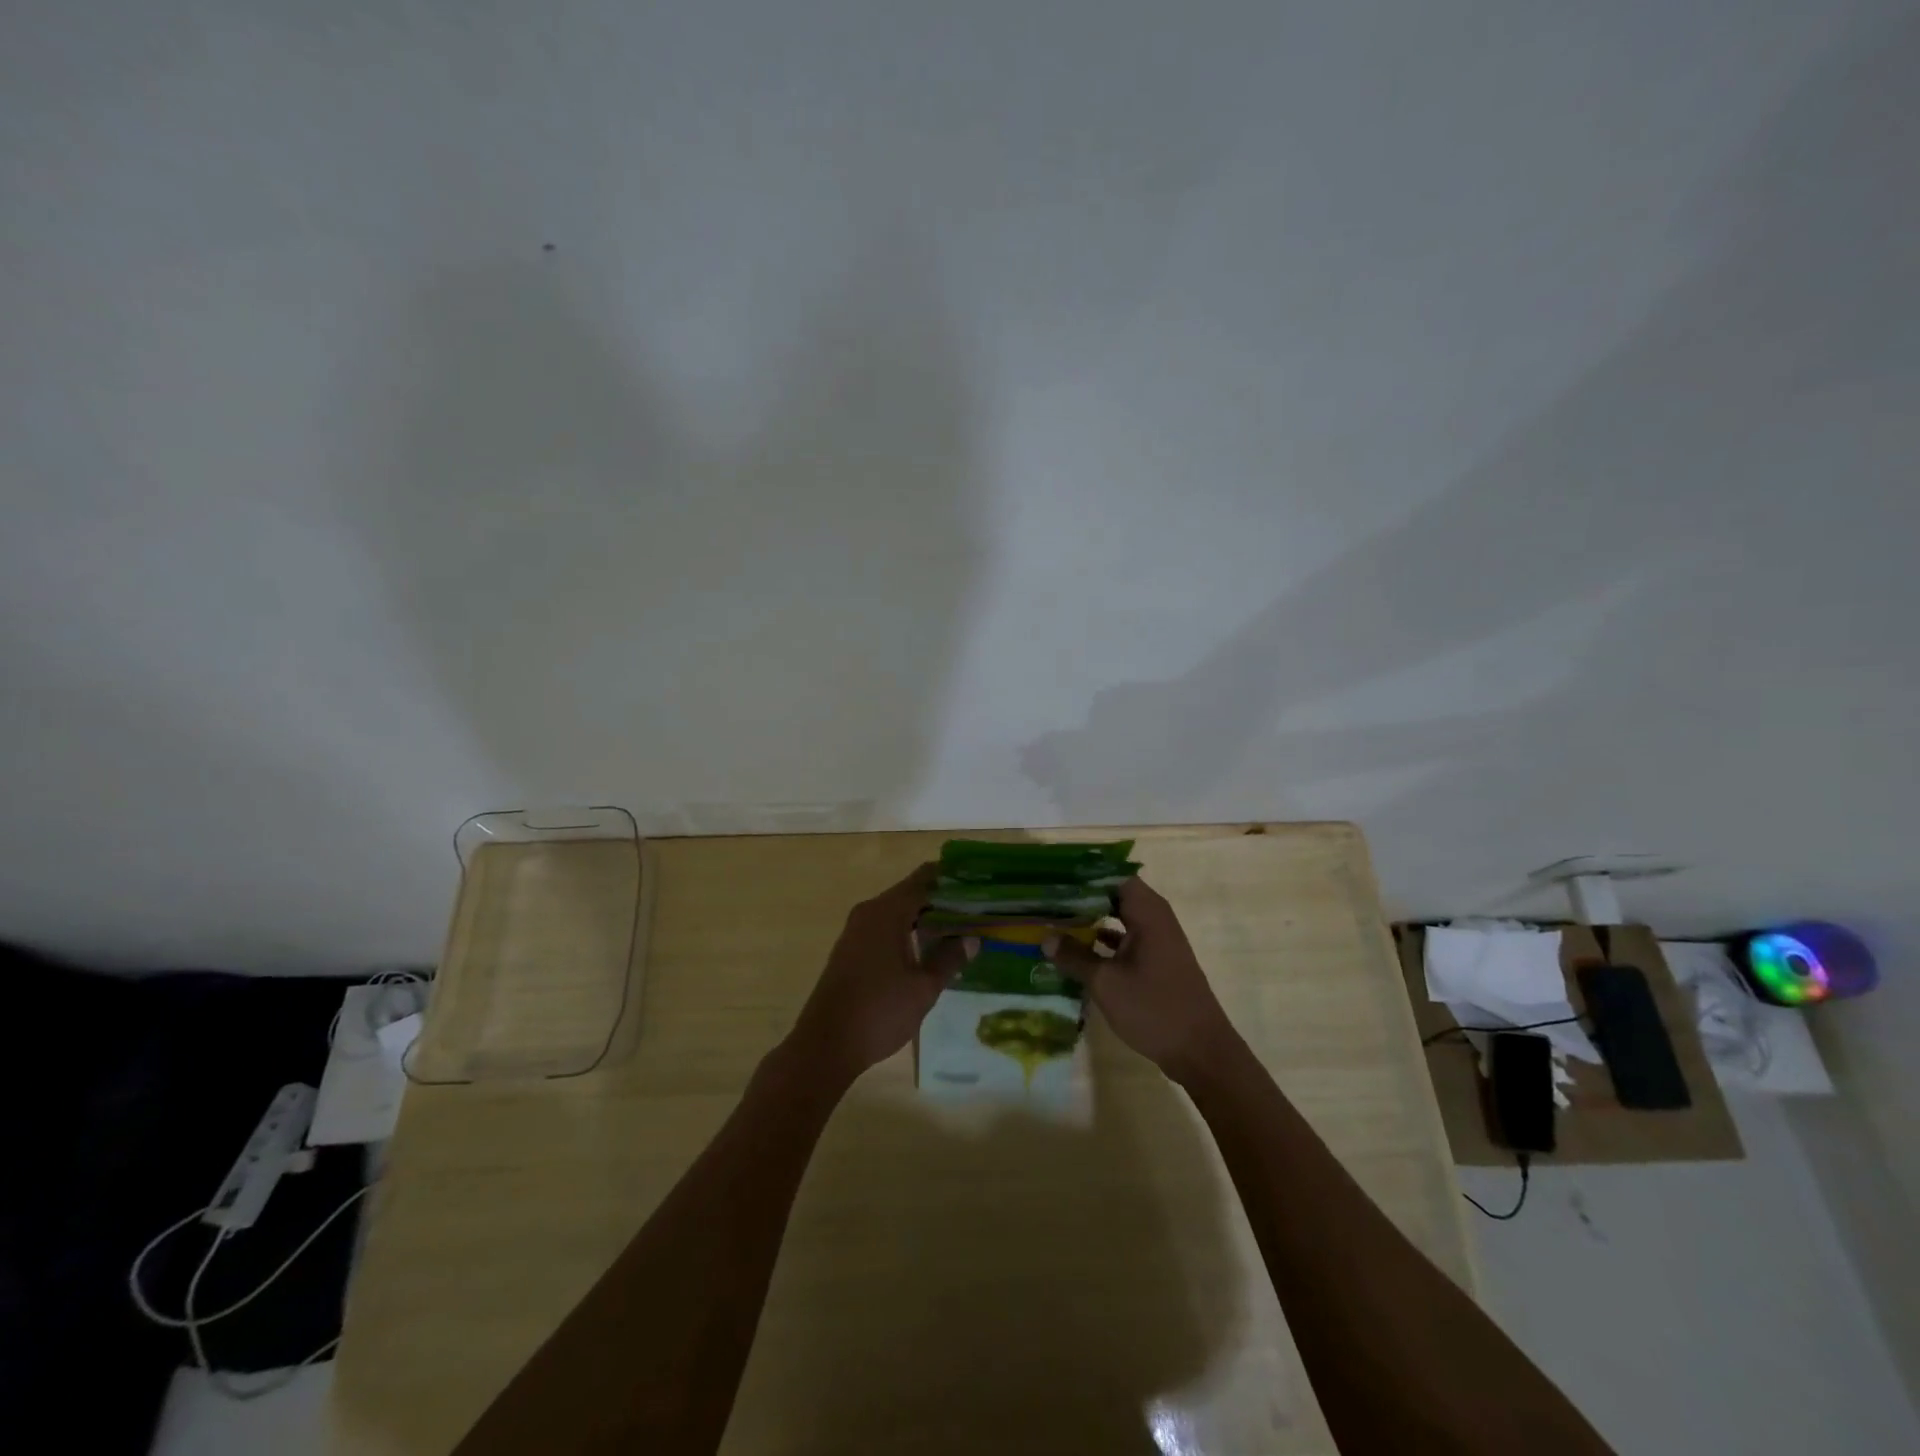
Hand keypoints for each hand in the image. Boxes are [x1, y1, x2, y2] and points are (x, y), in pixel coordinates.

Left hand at [784, 864, 960, 1084]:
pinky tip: (929, 950)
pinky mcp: (851, 950)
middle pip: (911, 894)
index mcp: (887, 912)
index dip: (951, 878)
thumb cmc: (879, 1011)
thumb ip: (949, 958)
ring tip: (960, 929)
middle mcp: (869, 912)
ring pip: (898, 913)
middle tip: (976, 910)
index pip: (924, 879)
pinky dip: (909, 932)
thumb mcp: (923, 987)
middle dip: (942, 900)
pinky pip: (886, 928)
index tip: (978, 884)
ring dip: (926, 918)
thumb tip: (971, 938)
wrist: (825, 1045)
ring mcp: (856, 931)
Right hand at [1056, 878, 1239, 1082]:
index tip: (1054, 880)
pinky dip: (1105, 941)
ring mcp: (1158, 941)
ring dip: (1092, 920)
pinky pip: (1127, 939)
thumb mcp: (1106, 982)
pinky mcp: (1158, 961)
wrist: (1201, 1051)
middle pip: (1115, 895)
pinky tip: (1078, 952)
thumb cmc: (1154, 1008)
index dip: (1084, 876)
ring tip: (1055, 921)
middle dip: (1083, 898)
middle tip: (1048, 900)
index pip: (1113, 876)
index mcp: (1148, 913)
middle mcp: (1156, 919)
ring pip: (1120, 918)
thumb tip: (1045, 937)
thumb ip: (1075, 957)